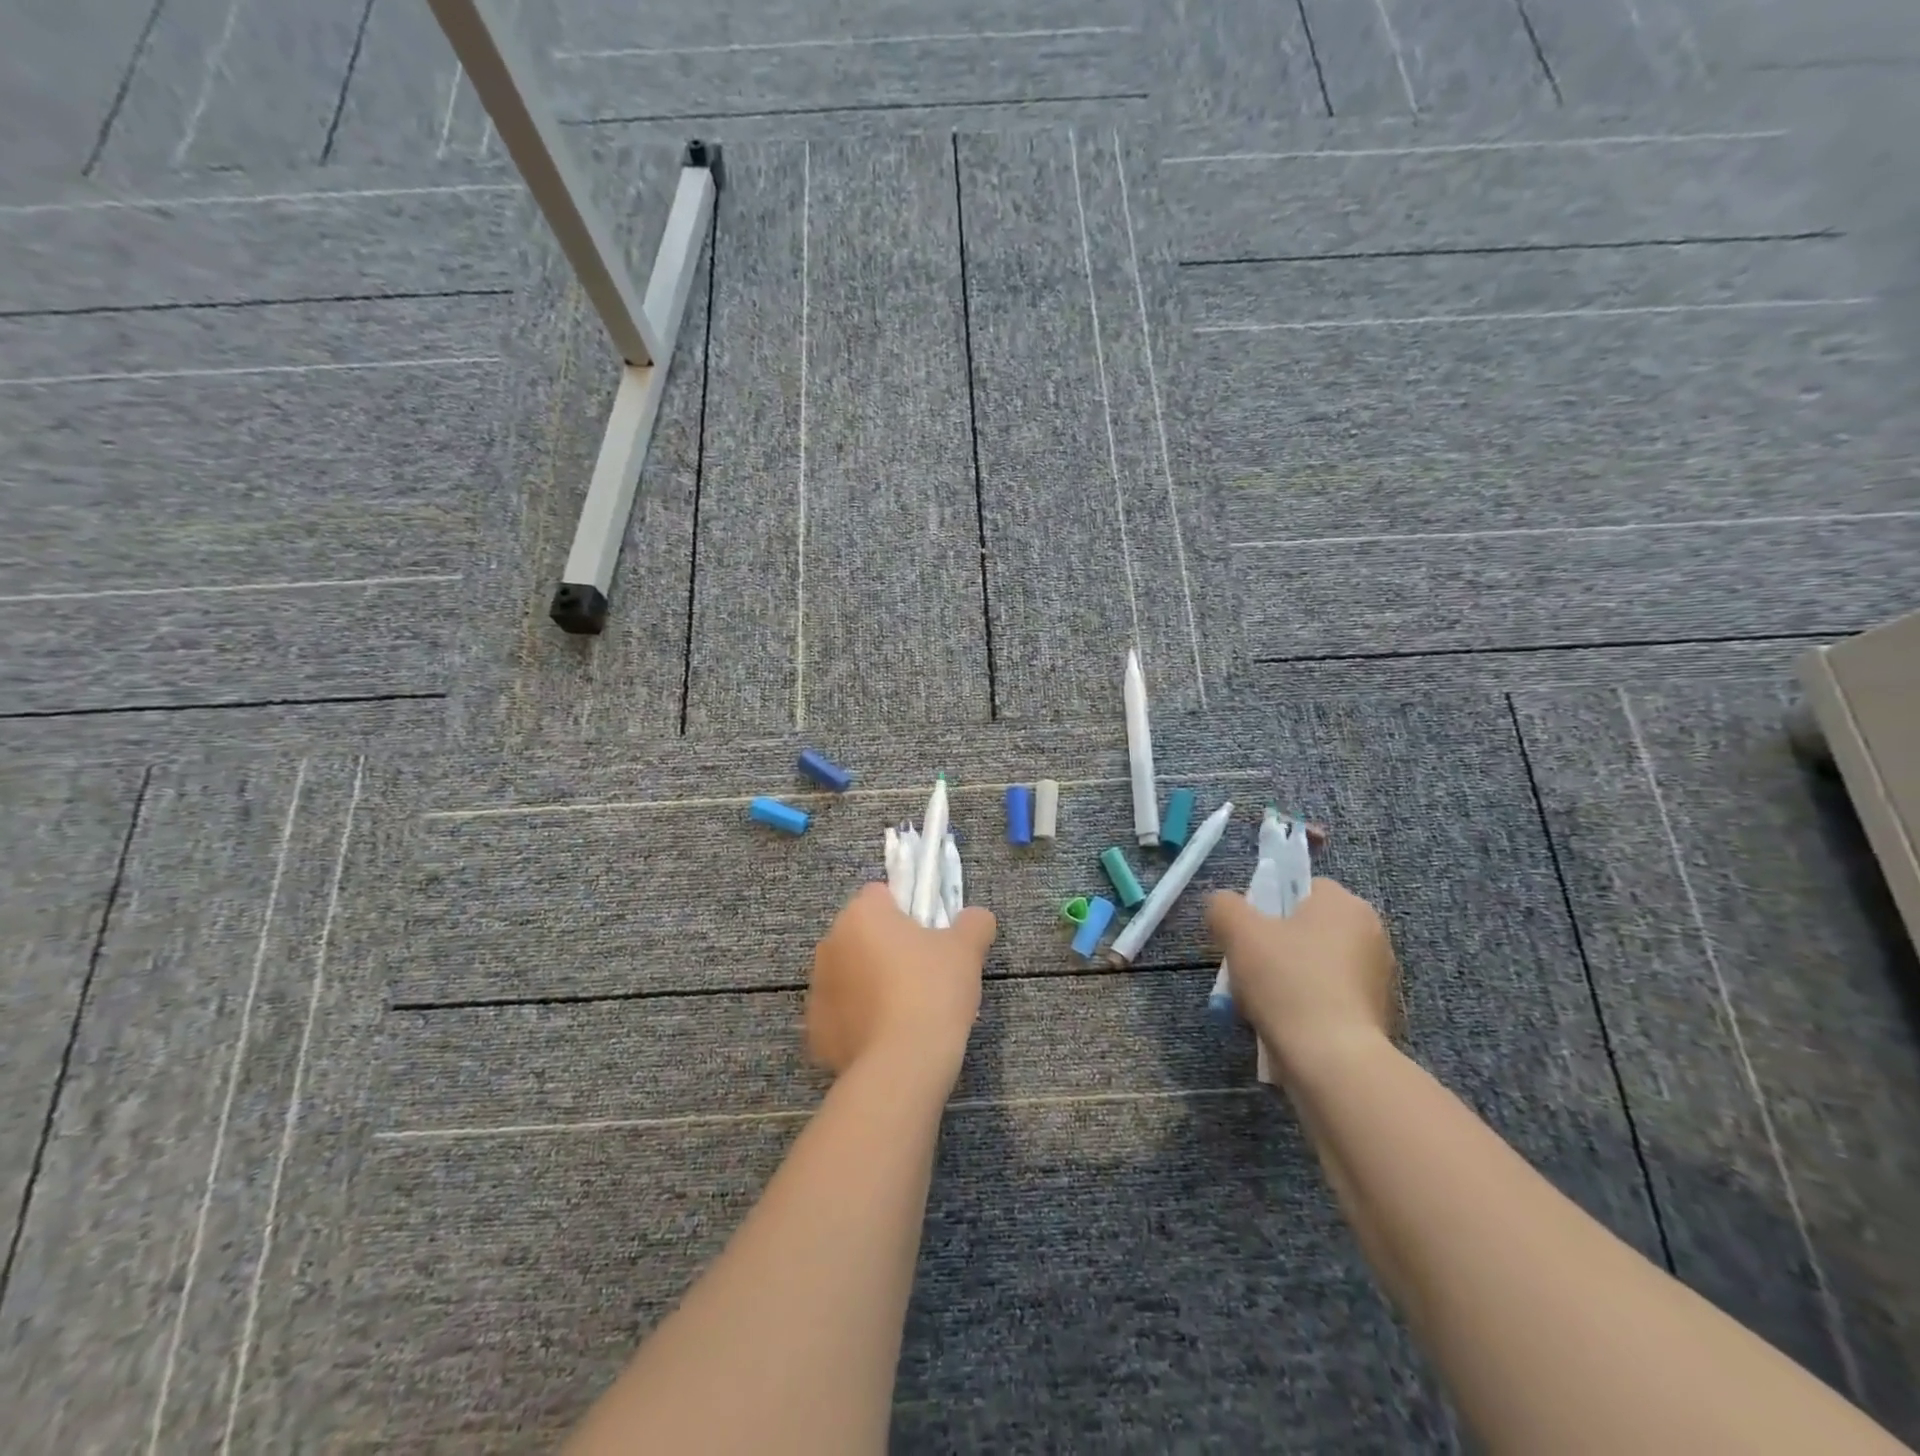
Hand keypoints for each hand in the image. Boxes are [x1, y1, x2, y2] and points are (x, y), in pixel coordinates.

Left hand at [806, 882, 997, 1081]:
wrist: (901, 1065)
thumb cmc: (932, 991)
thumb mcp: (967, 949)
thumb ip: (973, 923)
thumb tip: (975, 917)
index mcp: (861, 914)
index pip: (881, 894)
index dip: (907, 910)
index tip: (929, 936)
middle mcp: (830, 943)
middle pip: (862, 934)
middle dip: (887, 947)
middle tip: (923, 973)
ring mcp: (817, 987)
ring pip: (850, 973)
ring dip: (870, 983)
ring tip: (907, 1010)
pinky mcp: (814, 1029)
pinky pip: (842, 1012)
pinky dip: (860, 1019)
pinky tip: (888, 1037)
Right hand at [1206, 878, 1398, 1074]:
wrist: (1334, 1061)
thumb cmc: (1288, 982)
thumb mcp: (1238, 932)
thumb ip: (1224, 906)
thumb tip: (1223, 907)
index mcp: (1345, 904)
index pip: (1301, 888)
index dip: (1268, 906)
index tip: (1247, 934)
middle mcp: (1371, 934)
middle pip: (1307, 928)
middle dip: (1276, 946)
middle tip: (1247, 969)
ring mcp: (1379, 977)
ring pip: (1316, 964)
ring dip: (1289, 977)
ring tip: (1261, 1002)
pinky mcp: (1378, 1015)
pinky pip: (1330, 997)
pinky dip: (1307, 1005)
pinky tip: (1285, 1024)